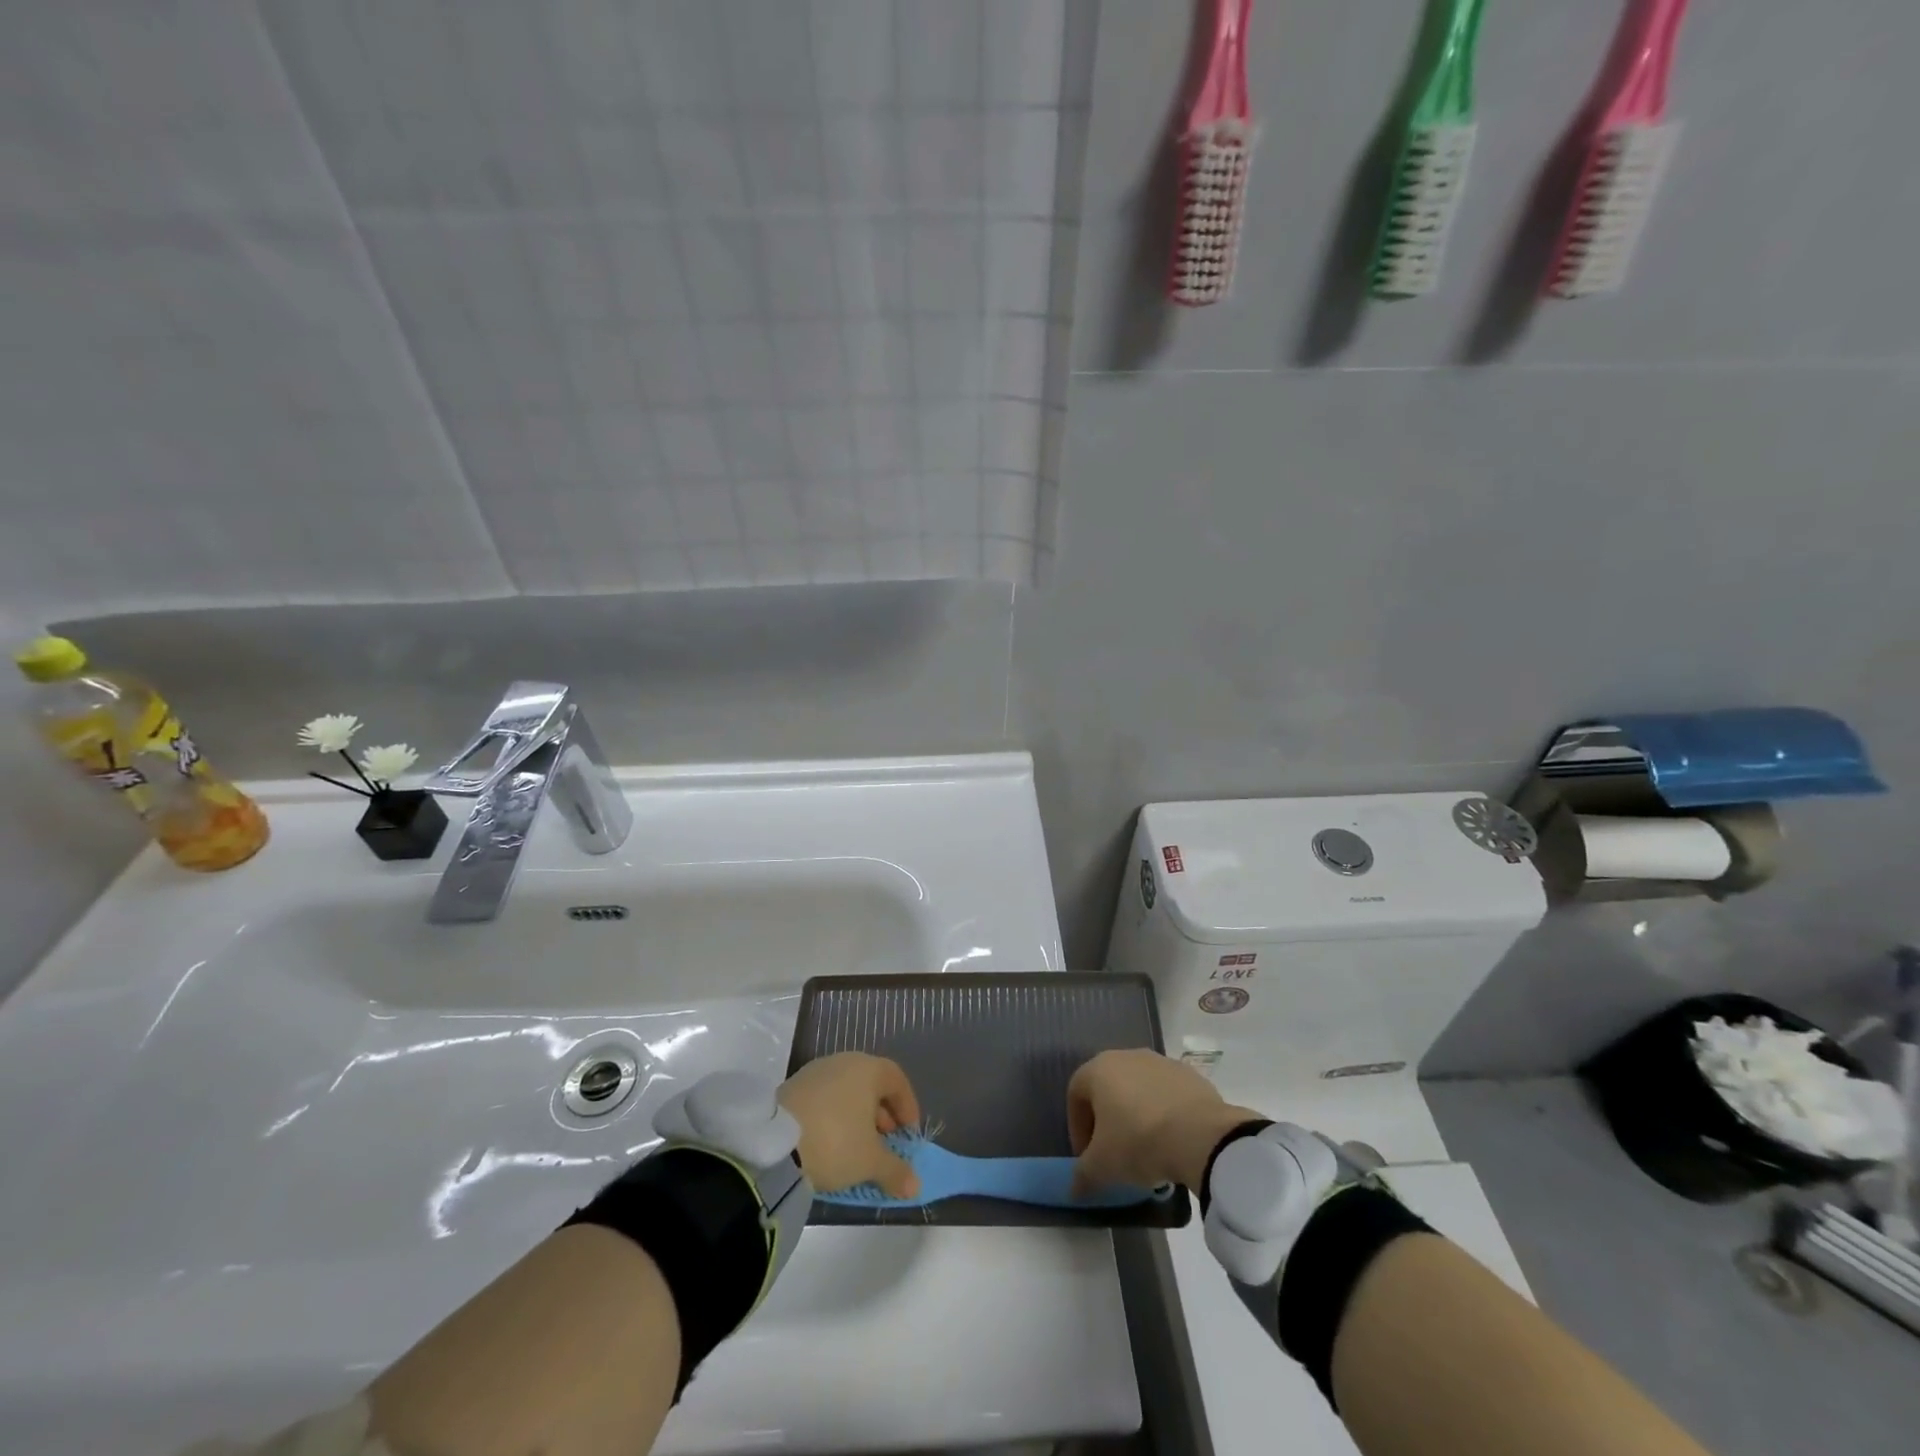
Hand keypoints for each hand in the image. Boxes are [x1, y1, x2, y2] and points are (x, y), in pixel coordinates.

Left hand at [778, 1052, 922, 1197]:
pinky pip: (824, 1098)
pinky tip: (830, 1144)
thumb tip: (915, 1186)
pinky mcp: (792, 1086)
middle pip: (871, 1084)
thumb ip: (895, 1171)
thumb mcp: (870, 1162)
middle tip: (885, 1144)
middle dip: (882, 1115)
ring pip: (846, 1091)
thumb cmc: (835, 1142)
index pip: (896, 1079)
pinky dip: (834, 1117)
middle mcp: (843, 1061)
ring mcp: (815, 1072)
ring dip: (857, 1117)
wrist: (774, 1144)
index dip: (907, 1107)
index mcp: (867, 1068)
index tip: (909, 1135)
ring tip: (857, 1148)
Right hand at [1067, 1049, 1263, 1193]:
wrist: (1201, 1136)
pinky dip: (1163, 1113)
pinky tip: (1172, 1140)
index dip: (1077, 1128)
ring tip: (1146, 1149)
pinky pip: (1166, 1094)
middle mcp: (1126, 1056)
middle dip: (1106, 1120)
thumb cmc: (1139, 1142)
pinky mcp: (1189, 1074)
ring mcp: (1160, 1062)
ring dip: (1136, 1115)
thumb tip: (1075, 1187)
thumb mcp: (1102, 1167)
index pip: (1075, 1095)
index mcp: (1099, 1069)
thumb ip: (1083, 1175)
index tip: (1087, 1157)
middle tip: (1114, 1152)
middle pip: (1107, 1088)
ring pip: (1138, 1089)